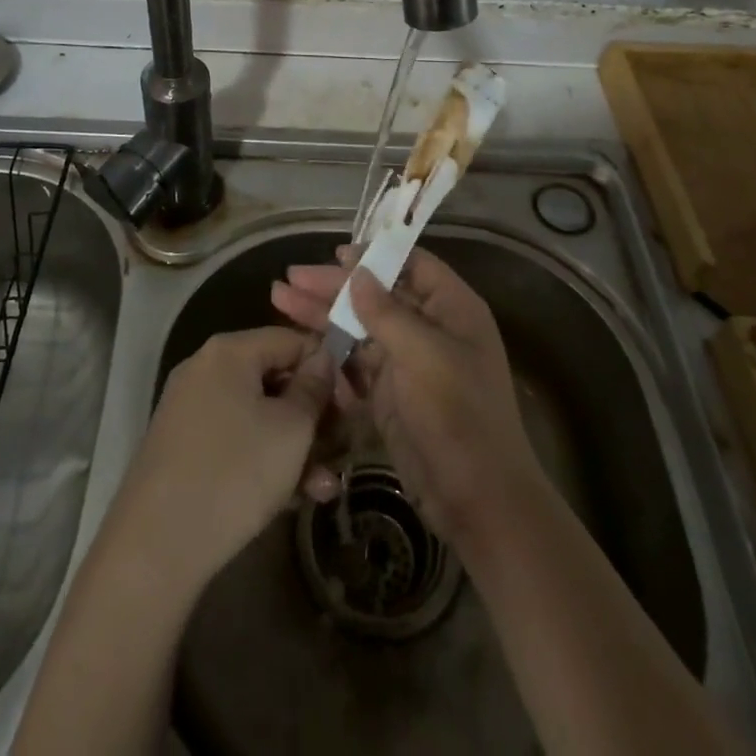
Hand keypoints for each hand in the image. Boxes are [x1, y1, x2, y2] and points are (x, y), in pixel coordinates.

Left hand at [100, 326, 335, 593]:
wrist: (155, 546)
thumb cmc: (235, 472)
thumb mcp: (292, 429)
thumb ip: (314, 387)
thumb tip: (324, 358)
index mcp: (229, 351)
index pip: (292, 339)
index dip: (329, 367)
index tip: (354, 403)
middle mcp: (205, 369)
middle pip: (275, 378)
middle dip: (314, 414)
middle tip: (343, 446)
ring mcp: (190, 409)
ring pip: (259, 415)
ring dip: (297, 445)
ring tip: (326, 485)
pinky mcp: (183, 448)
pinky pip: (237, 439)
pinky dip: (266, 459)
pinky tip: (296, 497)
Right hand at [271, 247, 544, 548]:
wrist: (476, 500)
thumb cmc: (458, 415)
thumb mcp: (424, 355)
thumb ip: (387, 312)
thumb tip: (357, 273)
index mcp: (452, 309)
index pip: (412, 265)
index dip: (375, 256)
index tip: (335, 254)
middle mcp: (430, 329)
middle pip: (377, 295)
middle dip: (333, 286)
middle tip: (290, 278)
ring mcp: (409, 363)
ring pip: (360, 328)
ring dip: (322, 315)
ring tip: (279, 299)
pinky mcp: (390, 395)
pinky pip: (355, 363)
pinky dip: (330, 353)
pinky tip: (300, 344)